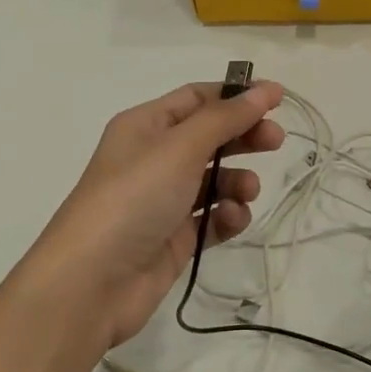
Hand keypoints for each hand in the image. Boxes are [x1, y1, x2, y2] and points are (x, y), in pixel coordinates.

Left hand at [12, 79, 285, 354]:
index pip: (196, 99)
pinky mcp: (174, 238)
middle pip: (210, 137)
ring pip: (215, 180)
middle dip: (243, 137)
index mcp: (145, 126)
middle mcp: (154, 158)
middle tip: (276, 142)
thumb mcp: (180, 148)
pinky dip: (227, 216)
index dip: (236, 96)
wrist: (92, 282)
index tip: (278, 99)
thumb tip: (264, 89)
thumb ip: (226, 118)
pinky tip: (231, 220)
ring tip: (246, 191)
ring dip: (238, 181)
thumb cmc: (133, 198)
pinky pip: (211, 218)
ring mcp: (164, 200)